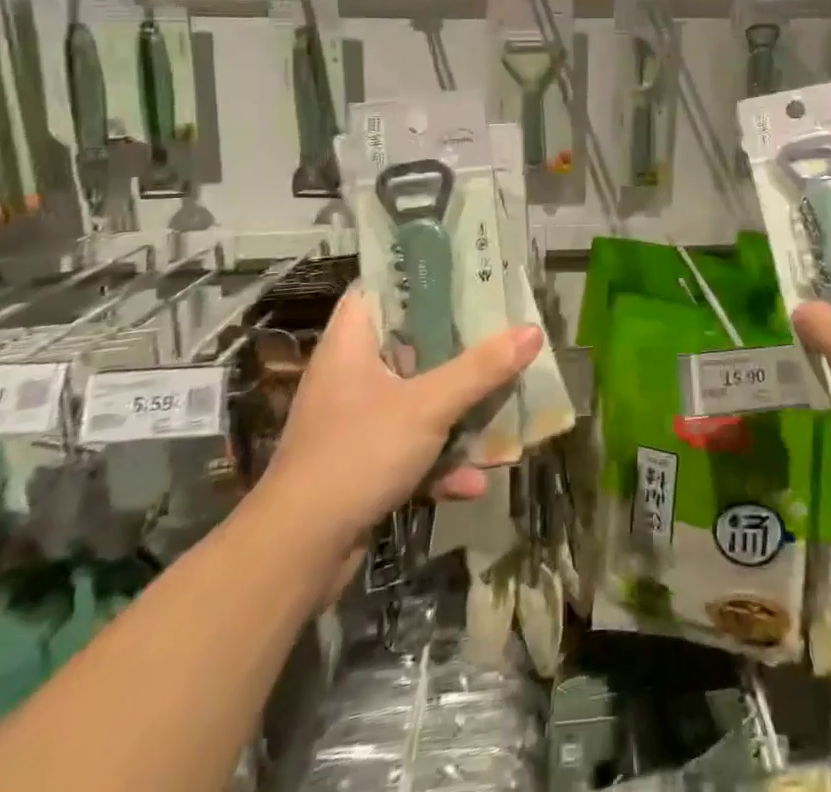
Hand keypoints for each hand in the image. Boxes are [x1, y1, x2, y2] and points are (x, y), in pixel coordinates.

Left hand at [256, 292, 541, 556]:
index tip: (464, 275)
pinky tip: (475, 481)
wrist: (296, 554)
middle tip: (499, 332)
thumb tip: (533, 330)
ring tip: (502, 407)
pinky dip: (440, 461)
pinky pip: (411, 447)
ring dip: (457, 410)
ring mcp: (355, 422)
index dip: (418, 277)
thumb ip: (481, 369)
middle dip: (456, 347)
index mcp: (351, 343)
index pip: (379, 288)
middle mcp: (350, 375)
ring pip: (415, 399)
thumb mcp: (428, 405)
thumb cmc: (357, 454)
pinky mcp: (361, 464)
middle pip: (409, 344)